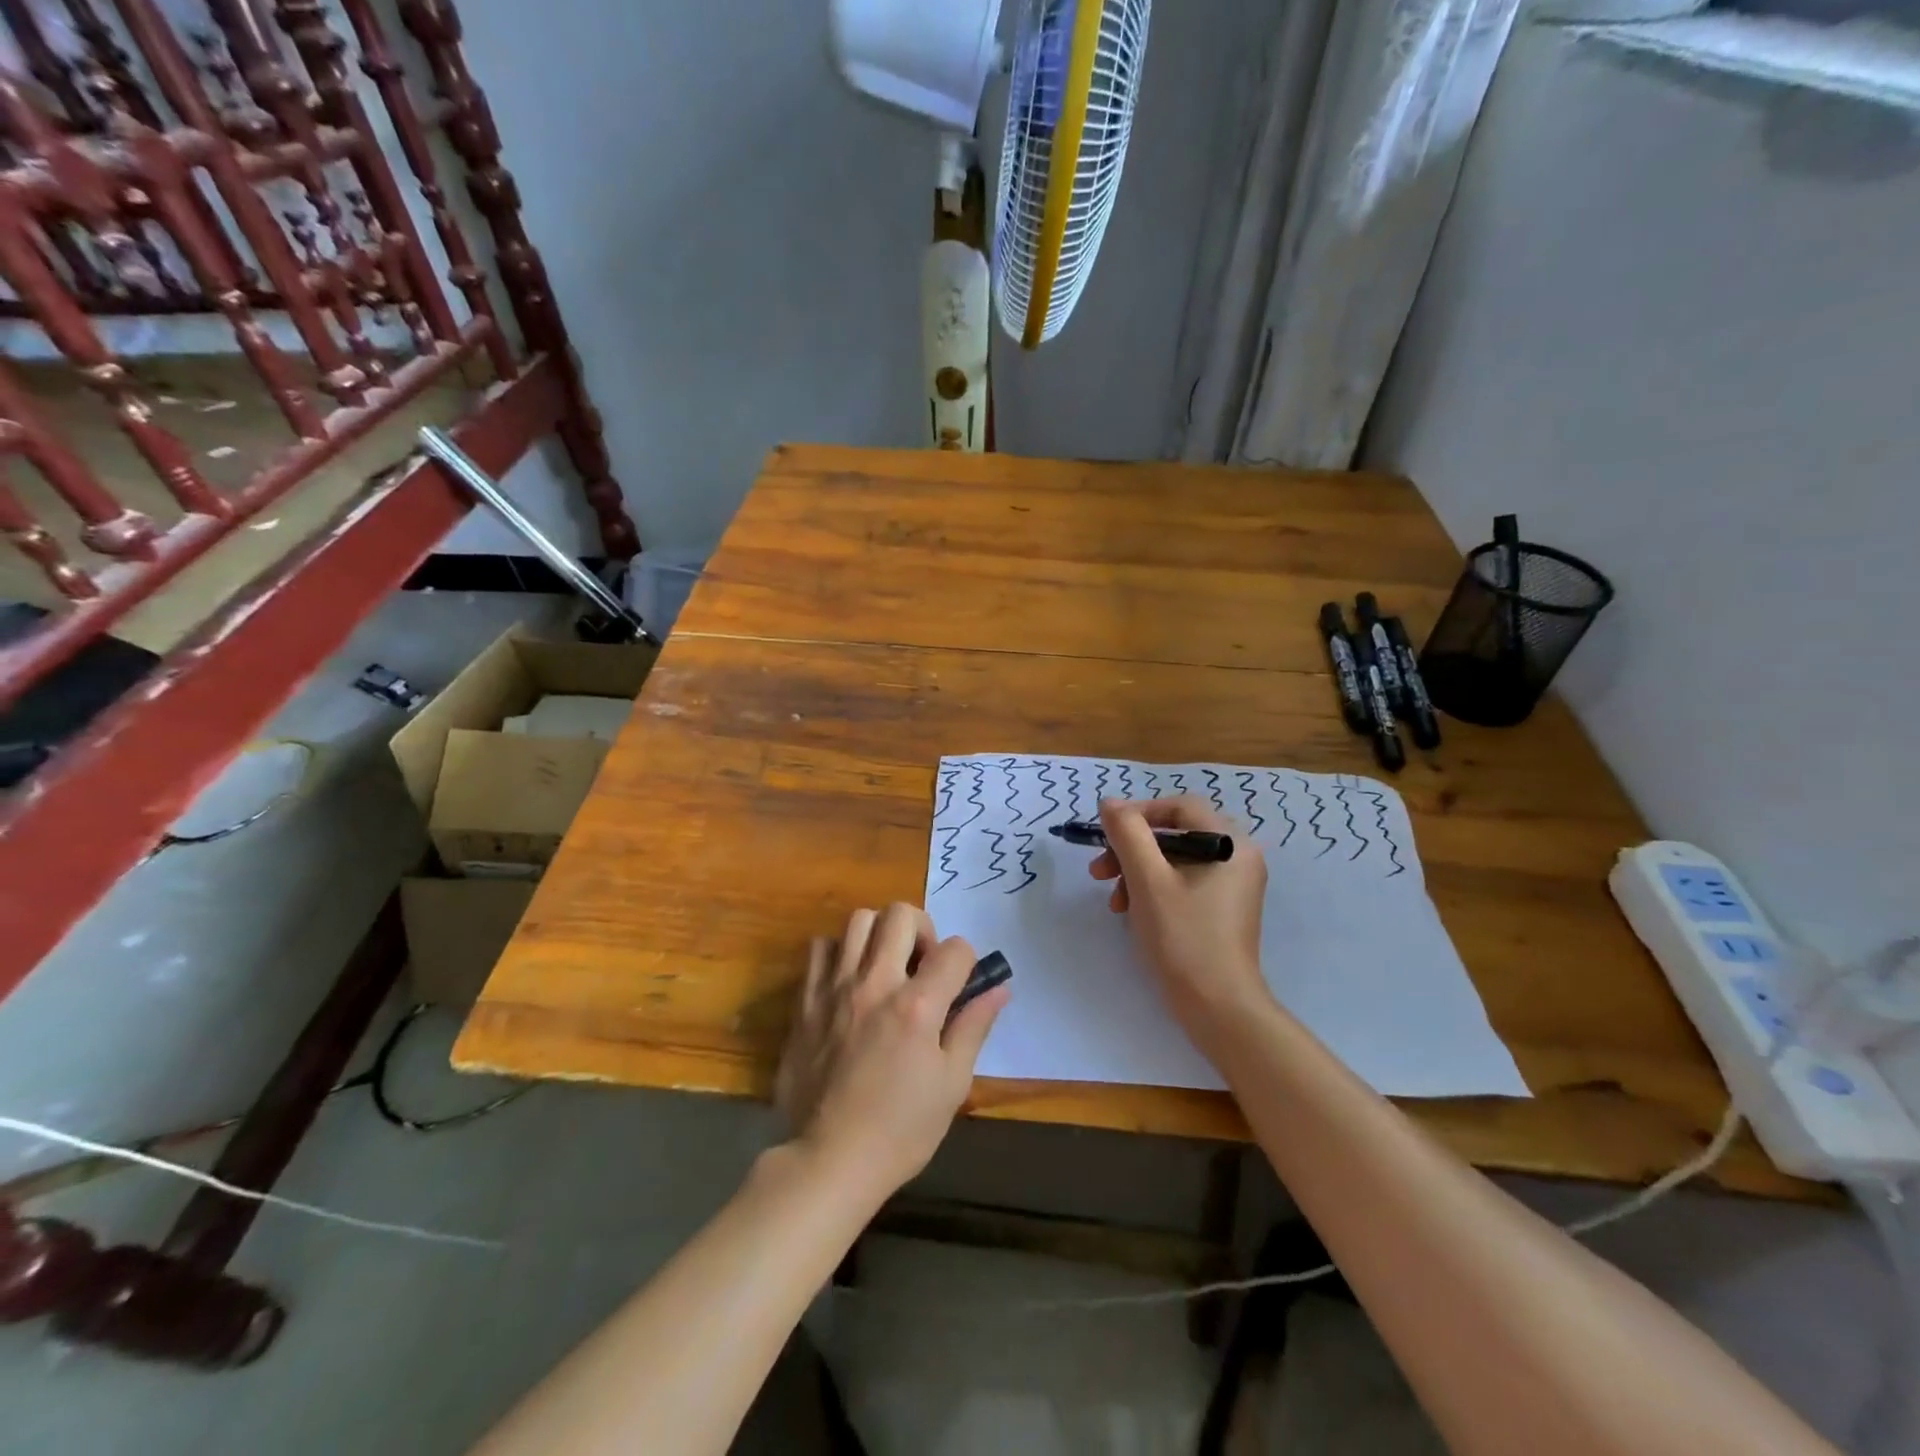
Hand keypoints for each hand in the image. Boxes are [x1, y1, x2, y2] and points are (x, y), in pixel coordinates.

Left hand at [774, 903, 1007, 1202]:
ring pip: (858, 920)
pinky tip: (849, 981)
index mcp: (917, 1006)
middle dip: (923, 929)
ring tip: (885, 967)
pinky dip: (839, 953)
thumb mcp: (951, 1083)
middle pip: (901, 914)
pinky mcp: (806, 1001)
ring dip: (880, 934)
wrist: (829, 1160)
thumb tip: (999, 988)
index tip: (960, 986)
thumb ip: (974, 1026)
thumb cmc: (900, 1129)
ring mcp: (835, 988)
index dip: (967, 961)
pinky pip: (820, 949)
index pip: (955, 948)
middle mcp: (875, 983)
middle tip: (922, 965)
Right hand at [1091, 796, 1274, 1057]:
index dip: (1138, 814)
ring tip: (1114, 902)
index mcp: (1230, 843)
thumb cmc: (1183, 938)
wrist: (1218, 1008)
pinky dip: (1153, 890)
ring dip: (1136, 872)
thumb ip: (1128, 834)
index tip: (1106, 836)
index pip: (1179, 807)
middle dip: (1132, 849)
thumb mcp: (1147, 880)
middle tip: (1099, 872)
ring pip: (1174, 860)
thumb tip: (1110, 803)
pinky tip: (1132, 913)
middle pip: (1175, 834)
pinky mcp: (1222, 909)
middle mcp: (1238, 857)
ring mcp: (1232, 885)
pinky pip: (1182, 883)